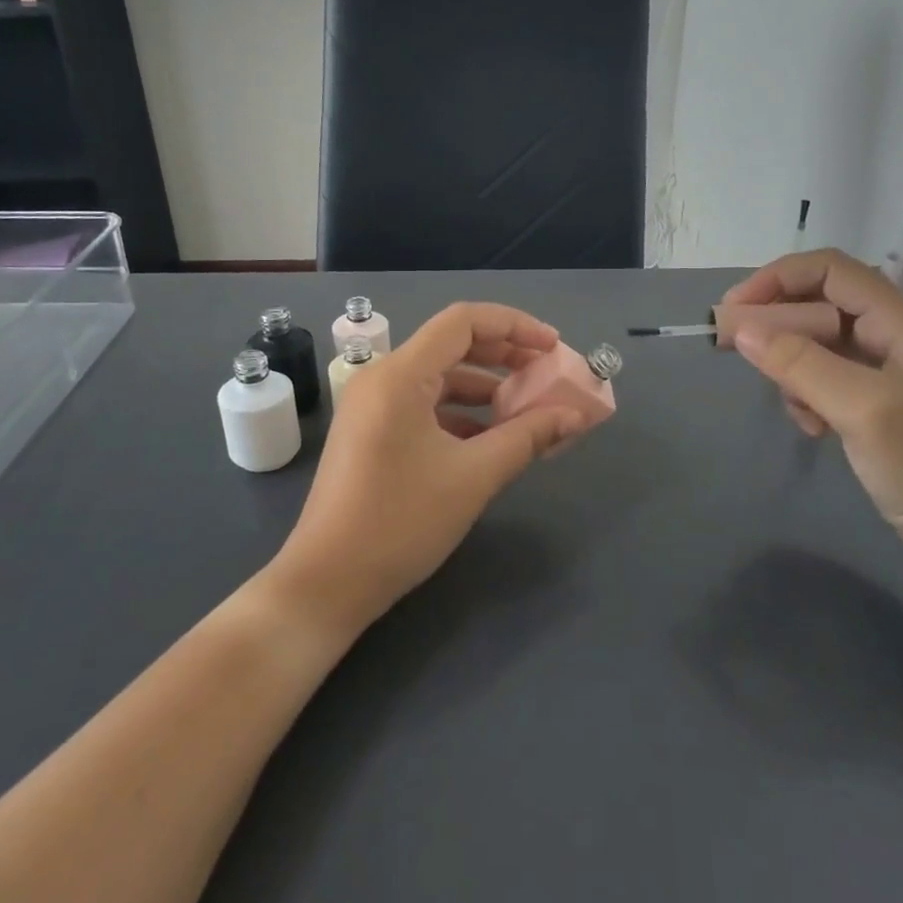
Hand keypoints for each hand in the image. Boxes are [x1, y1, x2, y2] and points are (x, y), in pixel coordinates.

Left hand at [270, 302, 584, 634]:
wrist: (327, 582)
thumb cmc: (401, 522)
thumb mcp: (474, 476)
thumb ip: (528, 437)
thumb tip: (575, 415)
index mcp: (400, 376)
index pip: (463, 321)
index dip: (514, 326)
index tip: (553, 347)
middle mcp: (381, 379)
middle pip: (451, 346)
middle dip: (504, 356)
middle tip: (548, 375)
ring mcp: (371, 407)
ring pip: (438, 379)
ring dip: (485, 388)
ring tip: (527, 410)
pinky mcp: (370, 433)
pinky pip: (423, 406)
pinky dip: (460, 414)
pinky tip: (489, 438)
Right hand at [721, 249, 902, 576]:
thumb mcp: (861, 409)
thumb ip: (801, 364)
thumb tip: (741, 329)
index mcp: (899, 321)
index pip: (828, 270)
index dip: (776, 280)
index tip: (732, 310)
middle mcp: (890, 335)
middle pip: (818, 303)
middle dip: (774, 322)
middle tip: (732, 348)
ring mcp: (883, 369)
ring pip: (815, 343)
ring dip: (790, 367)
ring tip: (795, 407)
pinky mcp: (873, 400)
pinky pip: (823, 378)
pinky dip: (805, 395)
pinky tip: (814, 427)